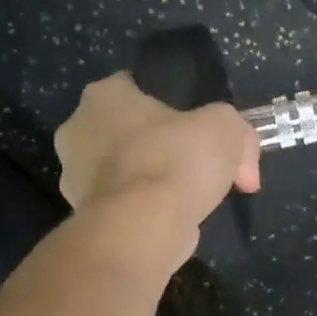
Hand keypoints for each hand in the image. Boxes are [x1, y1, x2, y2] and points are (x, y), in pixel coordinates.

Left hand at [54, 73, 260, 241]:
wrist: (143, 227)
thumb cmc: (176, 159)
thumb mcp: (226, 128)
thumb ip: (237, 132)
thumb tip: (243, 165)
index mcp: (102, 95)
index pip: (137, 88)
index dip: (174, 107)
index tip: (200, 130)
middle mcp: (77, 129)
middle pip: (131, 132)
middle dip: (164, 147)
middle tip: (201, 167)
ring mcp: (73, 176)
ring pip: (127, 170)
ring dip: (155, 181)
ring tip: (193, 199)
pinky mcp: (82, 215)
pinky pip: (124, 203)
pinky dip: (146, 209)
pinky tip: (173, 220)